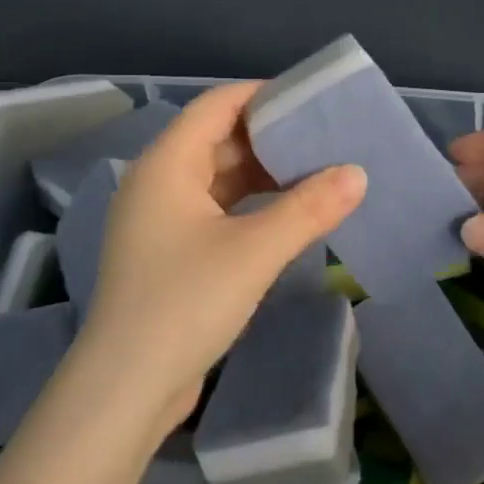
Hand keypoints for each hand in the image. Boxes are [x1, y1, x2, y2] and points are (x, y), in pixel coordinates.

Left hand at [77, 82, 366, 438]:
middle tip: (323, 138)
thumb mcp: (255, 251)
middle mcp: (157, 181)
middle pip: (217, 138)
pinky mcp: (167, 252)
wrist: (126, 388)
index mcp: (167, 163)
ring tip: (314, 172)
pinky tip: (284, 215)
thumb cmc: (186, 303)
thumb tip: (357, 173)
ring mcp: (159, 219)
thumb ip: (309, 208)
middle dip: (269, 137)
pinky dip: (247, 204)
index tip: (310, 100)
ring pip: (216, 177)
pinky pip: (213, 209)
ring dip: (261, 174)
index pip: (217, 105)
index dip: (262, 94)